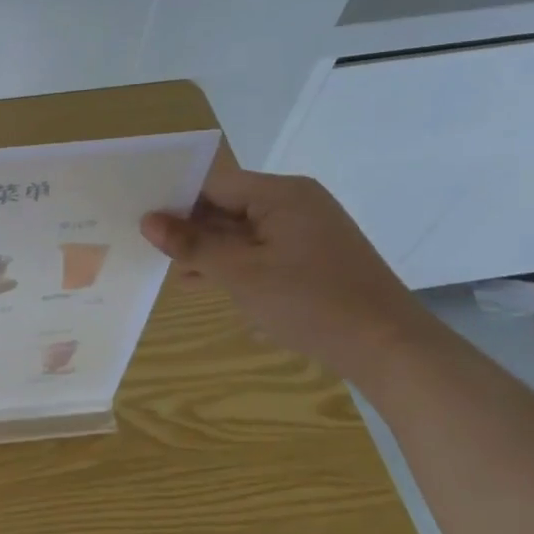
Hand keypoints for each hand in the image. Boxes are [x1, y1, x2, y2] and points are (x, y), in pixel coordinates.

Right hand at [140, 150, 437, 380]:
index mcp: (281, 193)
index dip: (177, 201)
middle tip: (155, 252)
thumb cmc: (310, 303)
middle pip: (228, 204)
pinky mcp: (314, 254)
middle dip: (192, 229)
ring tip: (178, 273)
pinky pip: (263, 247)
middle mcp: (296, 201)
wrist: (389, 348)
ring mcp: (308, 228)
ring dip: (211, 249)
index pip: (214, 184)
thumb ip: (192, 244)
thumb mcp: (241, 274)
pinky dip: (237, 261)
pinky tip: (210, 282)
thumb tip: (148, 221)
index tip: (143, 222)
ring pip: (243, 228)